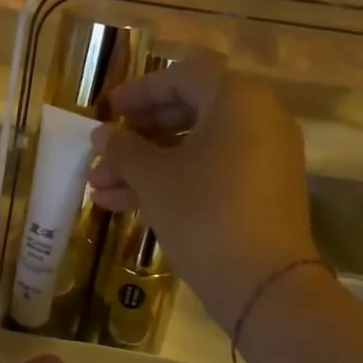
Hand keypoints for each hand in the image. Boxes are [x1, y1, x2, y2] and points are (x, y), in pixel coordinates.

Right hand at [87, 58, 319, 329]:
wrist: (263, 283)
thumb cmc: (202, 212)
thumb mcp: (153, 177)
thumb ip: (123, 148)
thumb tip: (102, 134)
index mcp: (237, 100)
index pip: (180, 78)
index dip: (137, 92)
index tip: (105, 110)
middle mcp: (258, 119)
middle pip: (187, 113)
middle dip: (136, 137)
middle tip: (102, 152)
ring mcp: (263, 157)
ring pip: (193, 148)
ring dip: (145, 166)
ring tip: (100, 189)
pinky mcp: (261, 191)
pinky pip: (210, 171)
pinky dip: (172, 181)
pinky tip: (125, 204)